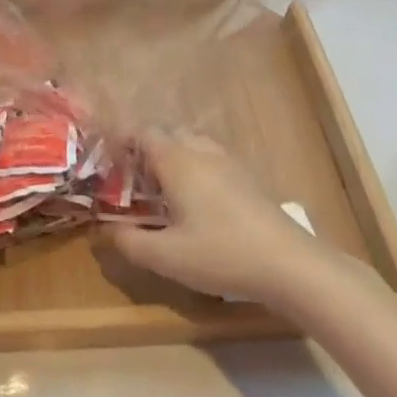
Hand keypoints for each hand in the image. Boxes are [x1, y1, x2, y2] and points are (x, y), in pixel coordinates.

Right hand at [106, 130, 365, 309]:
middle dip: (146, 151)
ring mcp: (228, 162)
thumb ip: (129, 241)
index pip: (143, 131)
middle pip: (167, 134)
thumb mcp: (166, 257)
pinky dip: (196, 170)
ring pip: (192, 145)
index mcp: (177, 160)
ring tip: (164, 192)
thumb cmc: (221, 253)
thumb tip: (107, 230)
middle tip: (134, 182)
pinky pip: (211, 160)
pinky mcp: (247, 179)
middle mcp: (201, 151)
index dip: (122, 142)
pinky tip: (197, 204)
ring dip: (173, 159)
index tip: (110, 165)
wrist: (289, 264)